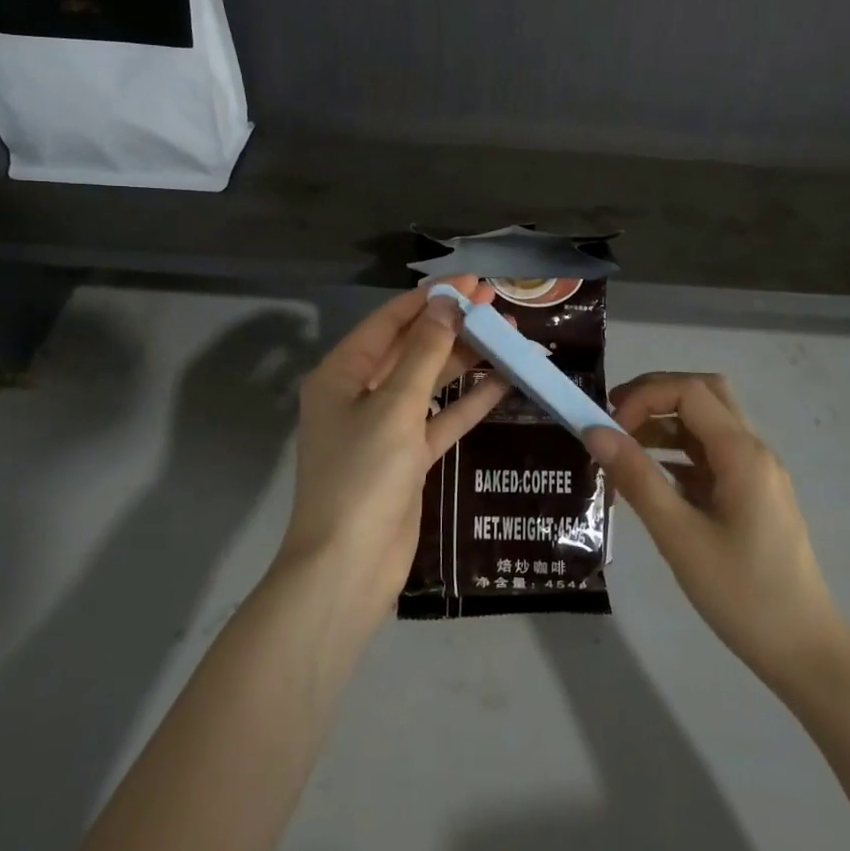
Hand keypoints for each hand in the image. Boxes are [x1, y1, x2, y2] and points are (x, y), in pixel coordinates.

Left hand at [280, 278, 507, 615]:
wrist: (347, 568)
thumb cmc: (362, 475)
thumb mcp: (394, 406)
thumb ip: (424, 352)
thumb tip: (446, 304)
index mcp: (341, 374)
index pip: (389, 322)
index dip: (430, 298)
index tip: (470, 282)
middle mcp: (360, 394)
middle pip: (411, 348)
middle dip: (452, 325)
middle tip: (495, 303)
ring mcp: (385, 428)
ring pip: (430, 382)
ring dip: (466, 360)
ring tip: (508, 335)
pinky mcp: (408, 458)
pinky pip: (441, 418)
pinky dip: (469, 402)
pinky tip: (504, 381)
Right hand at [587, 373, 849, 699]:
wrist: (806, 654)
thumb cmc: (743, 595)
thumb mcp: (680, 537)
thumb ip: (637, 478)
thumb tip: (594, 431)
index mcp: (742, 453)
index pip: (689, 391)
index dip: (644, 397)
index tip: (609, 428)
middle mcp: (754, 451)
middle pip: (704, 394)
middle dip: (656, 395)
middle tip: (614, 417)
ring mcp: (757, 473)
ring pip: (708, 423)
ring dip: (666, 423)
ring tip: (624, 447)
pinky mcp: (754, 496)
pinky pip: (712, 455)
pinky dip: (679, 452)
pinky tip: (653, 479)